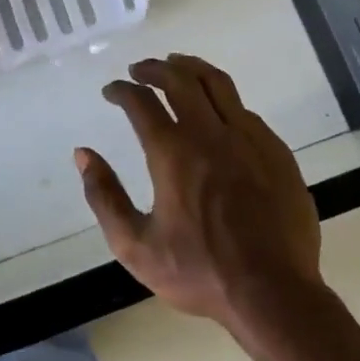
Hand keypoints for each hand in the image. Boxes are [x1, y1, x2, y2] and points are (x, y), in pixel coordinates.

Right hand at [76, 53, 322, 328]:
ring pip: (218, 84)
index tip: (111, 91)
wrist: (275, 294)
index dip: (121, 90)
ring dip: (192, 69)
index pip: (141, 102)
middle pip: (180, 79)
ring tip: (177, 66)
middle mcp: (210, 134)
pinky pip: (245, 111)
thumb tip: (83, 155)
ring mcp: (249, 139)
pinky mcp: (276, 152)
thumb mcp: (135, 246)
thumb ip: (104, 197)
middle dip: (154, 68)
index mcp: (173, 153)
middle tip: (139, 70)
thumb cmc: (200, 272)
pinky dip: (223, 100)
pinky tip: (218, 112)